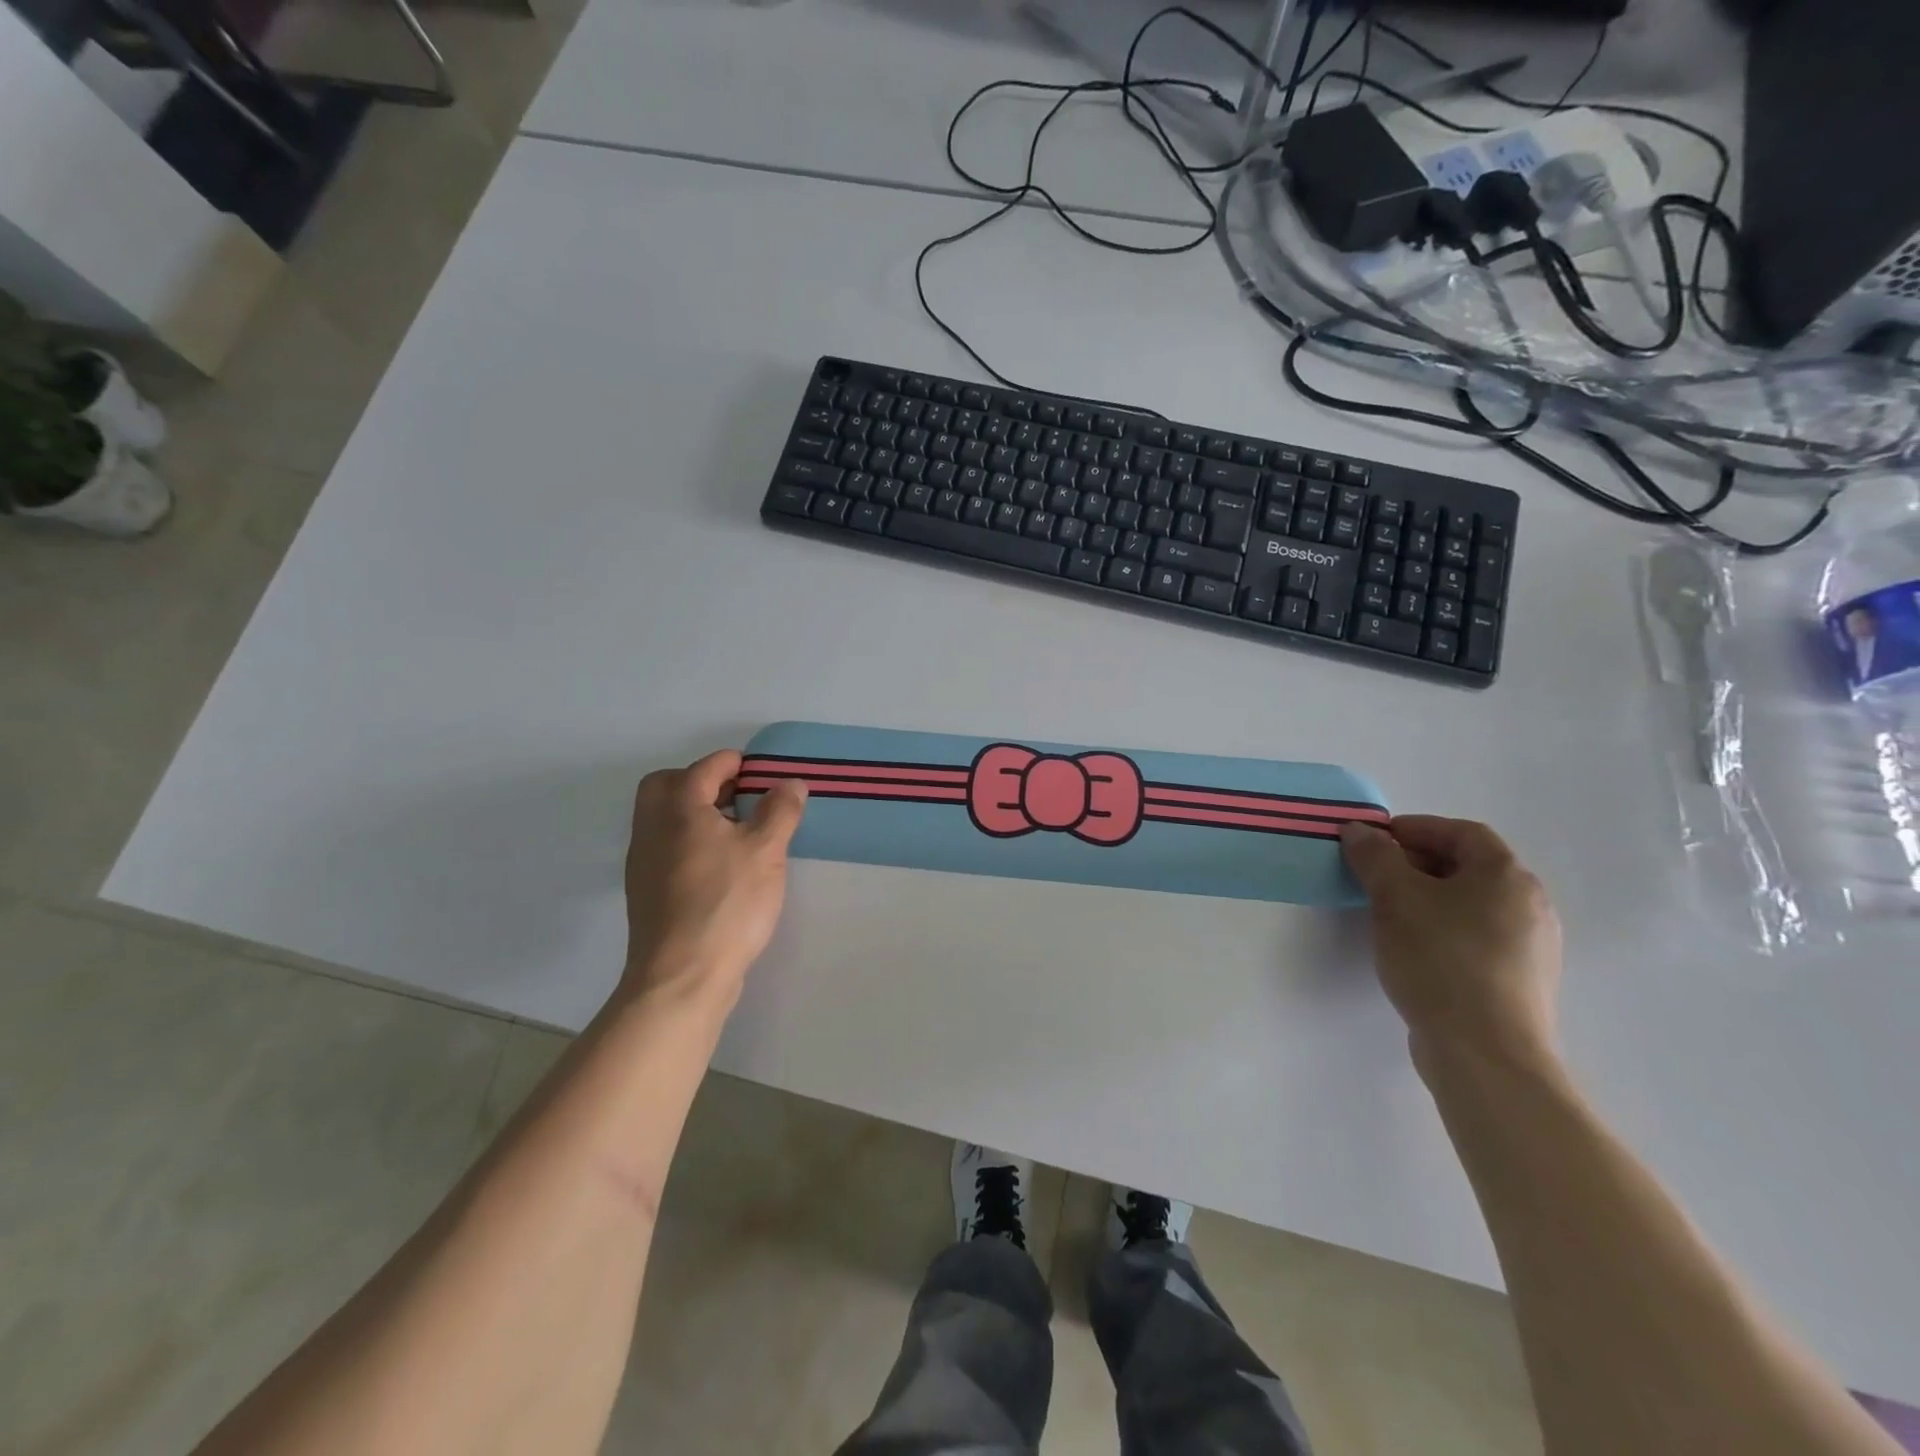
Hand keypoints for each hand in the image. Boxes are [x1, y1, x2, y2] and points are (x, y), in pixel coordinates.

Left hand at [621, 750, 806, 1007]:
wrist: (682, 976)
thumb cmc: (727, 903)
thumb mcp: (766, 850)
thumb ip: (780, 810)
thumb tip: (790, 783)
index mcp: (679, 808)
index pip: (704, 768)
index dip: (734, 763)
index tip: (760, 771)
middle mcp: (652, 828)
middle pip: (667, 785)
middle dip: (701, 781)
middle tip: (738, 795)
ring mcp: (644, 862)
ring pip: (663, 818)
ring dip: (694, 812)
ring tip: (736, 830)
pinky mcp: (646, 892)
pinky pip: (665, 847)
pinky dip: (688, 840)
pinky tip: (720, 865)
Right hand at [1339, 816, 1562, 1072]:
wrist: (1485, 1052)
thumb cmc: (1440, 959)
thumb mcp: (1395, 898)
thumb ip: (1375, 857)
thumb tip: (1359, 831)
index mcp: (1507, 876)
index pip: (1462, 832)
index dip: (1416, 828)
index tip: (1375, 840)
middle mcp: (1530, 904)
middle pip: (1470, 866)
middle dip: (1418, 862)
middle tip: (1374, 872)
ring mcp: (1531, 946)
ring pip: (1473, 903)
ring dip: (1429, 896)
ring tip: (1387, 910)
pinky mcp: (1519, 981)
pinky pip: (1477, 936)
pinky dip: (1444, 927)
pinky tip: (1414, 948)